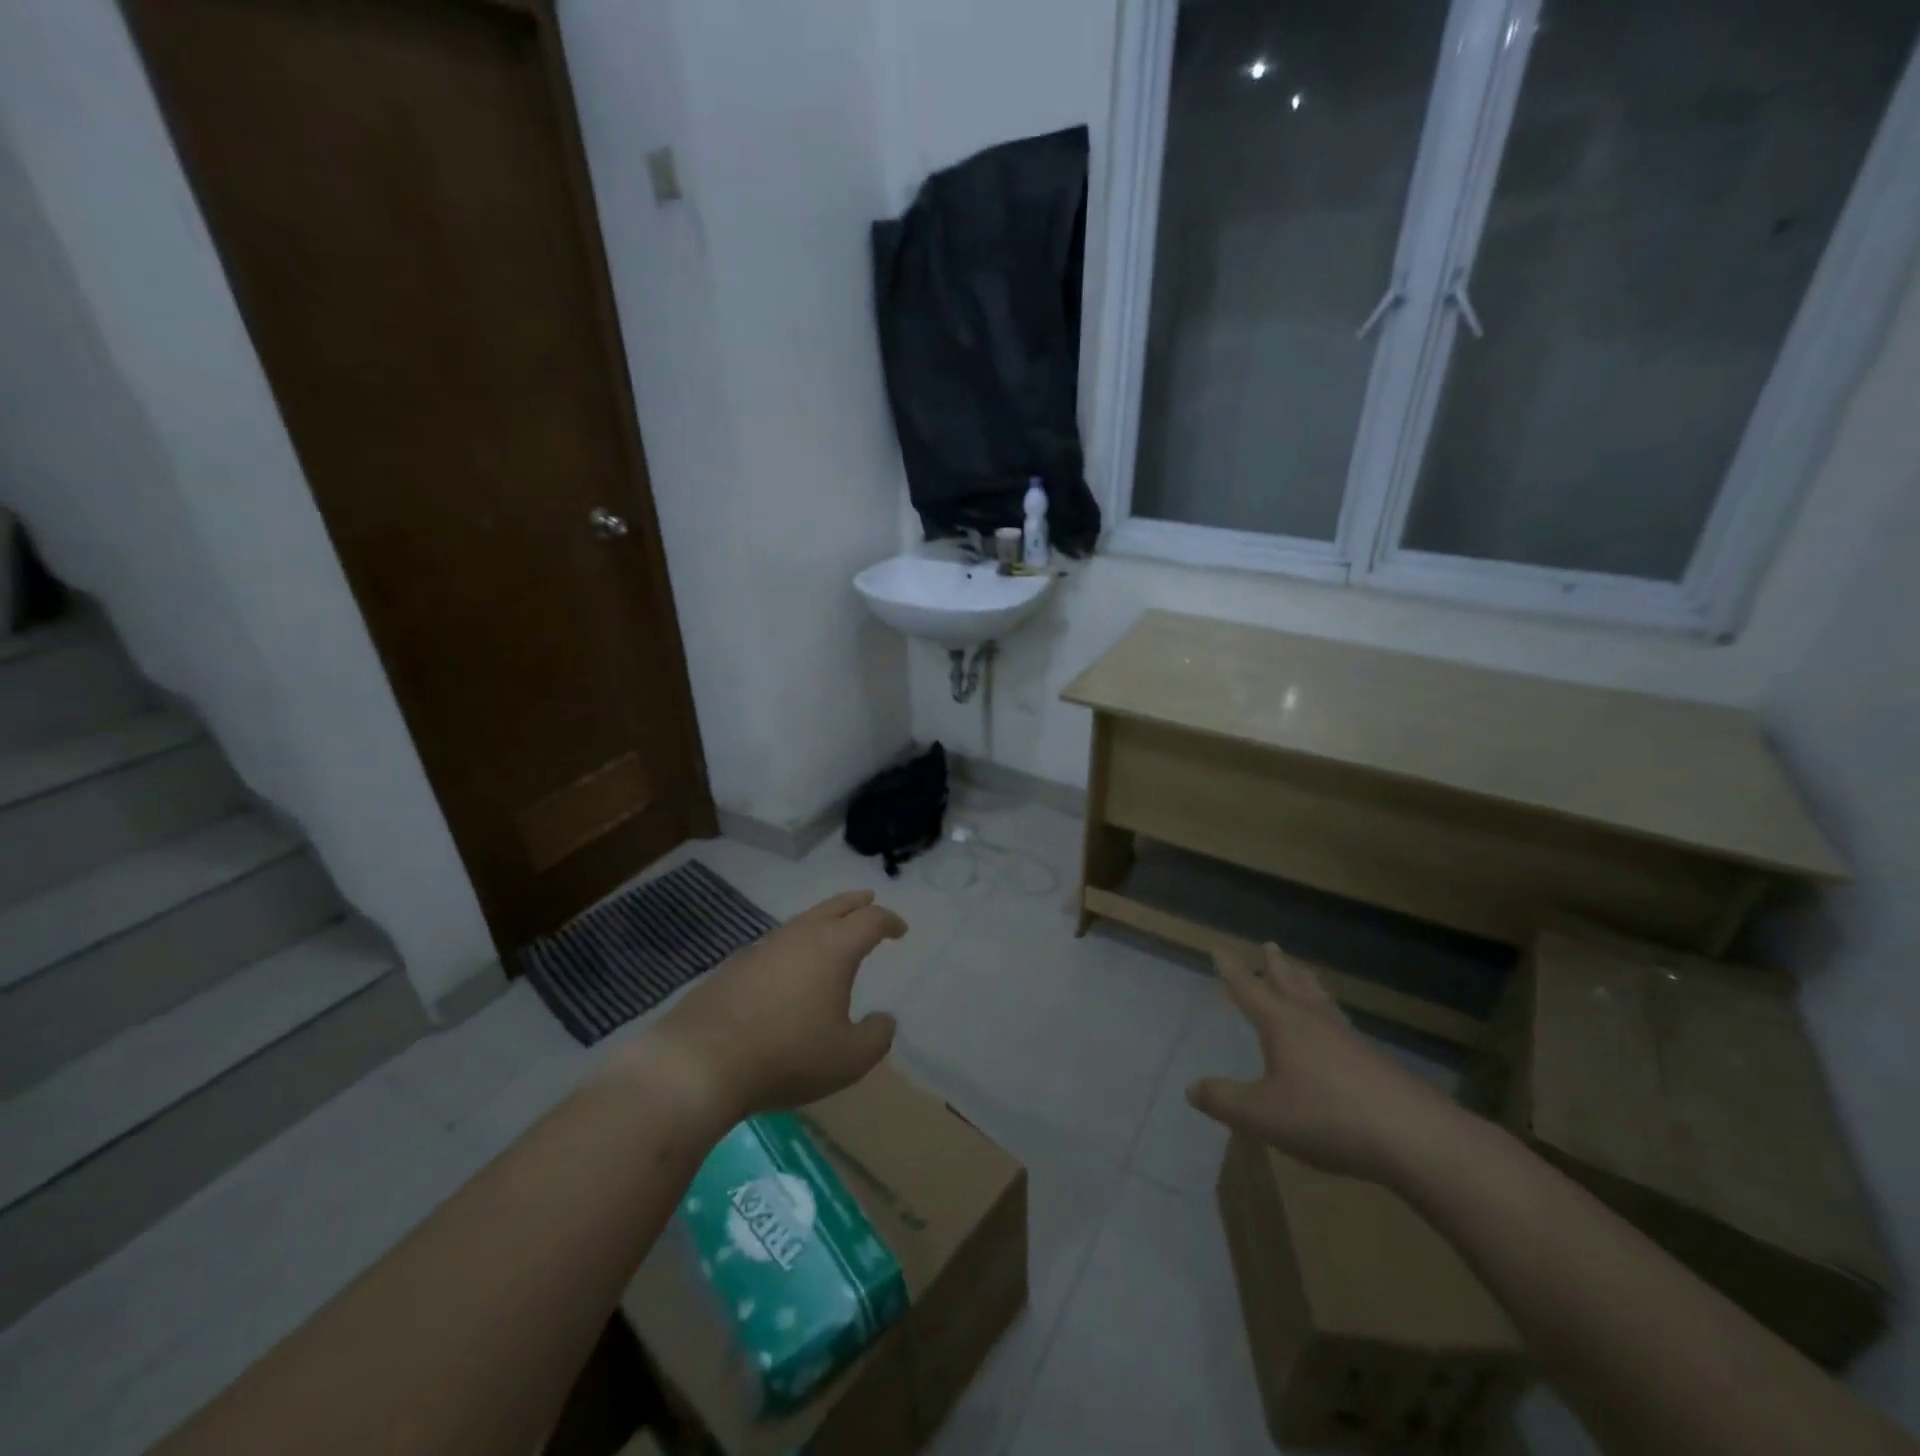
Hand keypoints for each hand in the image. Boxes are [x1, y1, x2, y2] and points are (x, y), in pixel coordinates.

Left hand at [623, 891, 906, 1127]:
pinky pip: (776, 944)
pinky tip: (790, 966)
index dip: (889, 921)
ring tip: (832, 932)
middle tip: (869, 900)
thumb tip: (884, 1019)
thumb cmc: (787, 1056)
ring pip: (802, 921)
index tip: (900, 929)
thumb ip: (876, 1037)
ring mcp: (763, 947)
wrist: (701, 1061)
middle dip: (856, 903)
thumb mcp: (848, 1059)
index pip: (870, 921)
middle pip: (834, 906)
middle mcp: (799, 936)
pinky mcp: (735, 965)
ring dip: (823, 921)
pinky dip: (794, 944)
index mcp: (834, 948)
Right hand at [1187, 941, 1458, 1182]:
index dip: (1231, 968)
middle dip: (1274, 966)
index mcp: (1281, 1024)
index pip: (1248, 988)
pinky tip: (1336, 1027)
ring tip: (1301, 972)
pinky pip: (1340, 1022)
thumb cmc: (1327, 1117)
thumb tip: (1192, 1088)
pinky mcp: (1373, 1060)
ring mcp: (1347, 1038)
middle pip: (1290, 984)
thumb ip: (1224, 1100)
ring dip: (1305, 982)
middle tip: (1269, 945)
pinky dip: (1329, 1011)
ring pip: (1319, 999)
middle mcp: (1312, 1021)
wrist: (1415, 1137)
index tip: (1218, 946)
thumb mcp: (1262, 1114)